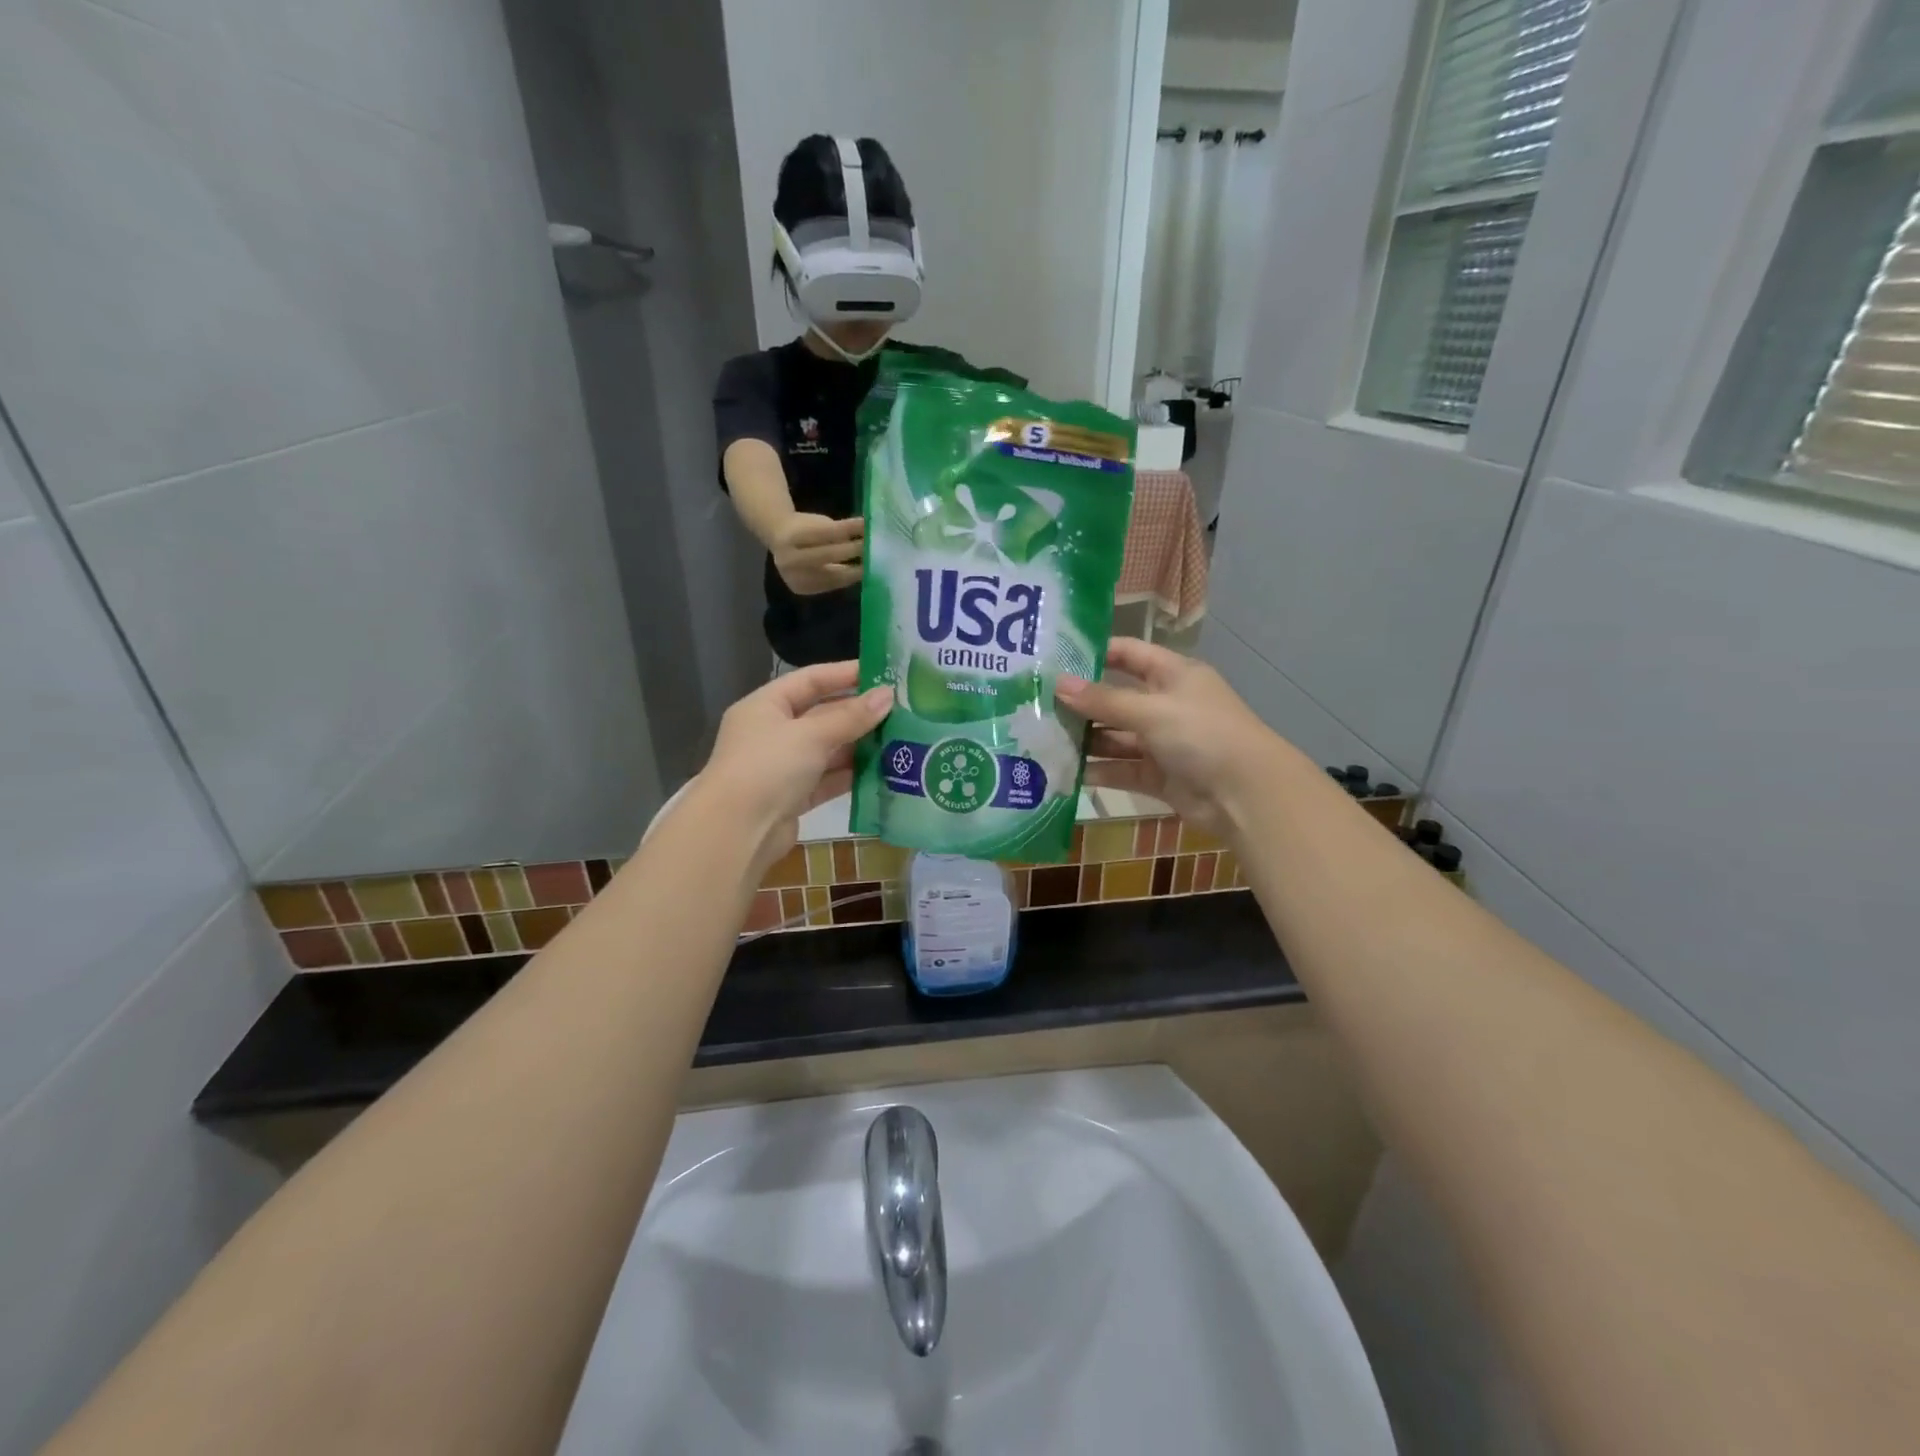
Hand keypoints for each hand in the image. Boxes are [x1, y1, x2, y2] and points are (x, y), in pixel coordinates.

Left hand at [693, 662, 889, 878]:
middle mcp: (772, 733)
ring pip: (827, 749)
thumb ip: (851, 717)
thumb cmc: (768, 767)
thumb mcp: (811, 735)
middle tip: (900, 709)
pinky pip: (827, 780)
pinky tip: (882, 771)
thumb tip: (888, 695)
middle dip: (858, 713)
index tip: (883, 672)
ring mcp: (782, 767)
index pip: (810, 680)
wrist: (736, 832)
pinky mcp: (792, 798)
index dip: (845, 674)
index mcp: (765, 706)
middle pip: (821, 715)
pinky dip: (850, 776)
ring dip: (858, 746)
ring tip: (899, 739)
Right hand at [770, 513, 863, 594]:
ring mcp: (792, 576)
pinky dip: (845, 580)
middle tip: (874, 548)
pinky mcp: (799, 589)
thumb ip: (840, 530)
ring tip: (870, 565)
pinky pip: (828, 586)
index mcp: (793, 535)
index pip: (827, 532)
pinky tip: (857, 575)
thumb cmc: (805, 528)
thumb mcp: (820, 523)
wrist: (778, 539)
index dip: (849, 529)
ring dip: (854, 571)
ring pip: (831, 576)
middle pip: (828, 555)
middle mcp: (789, 557)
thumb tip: (868, 534)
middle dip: (853, 551)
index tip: (868, 527)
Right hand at [1057, 638, 1286, 842]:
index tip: (1055, 659)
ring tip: (1043, 739)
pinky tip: (1065, 772)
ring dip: (1086, 740)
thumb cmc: (1202, 734)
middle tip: (1036, 704)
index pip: (1129, 654)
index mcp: (1173, 675)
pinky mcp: (1159, 776)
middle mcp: (1167, 705)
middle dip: (1082, 703)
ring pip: (1116, 737)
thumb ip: (1104, 700)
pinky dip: (1099, 771)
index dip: (1096, 653)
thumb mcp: (1151, 710)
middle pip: (1117, 698)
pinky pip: (1122, 769)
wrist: (1246, 794)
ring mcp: (1163, 742)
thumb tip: (1058, 685)